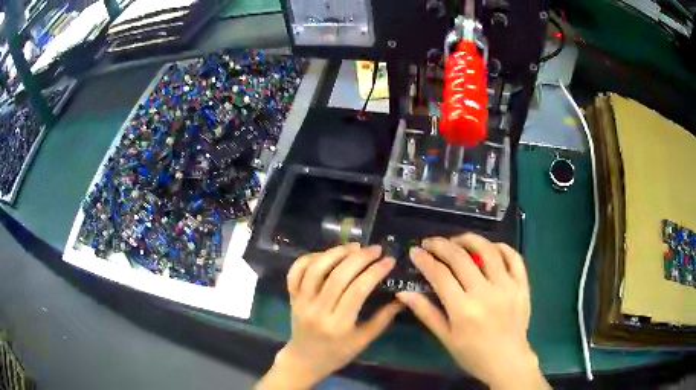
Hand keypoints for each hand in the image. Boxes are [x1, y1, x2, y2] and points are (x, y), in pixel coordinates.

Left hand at [257, 244, 401, 389]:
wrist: (304, 360)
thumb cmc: (337, 354)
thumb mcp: (363, 341)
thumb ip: (383, 319)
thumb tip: (403, 298)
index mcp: (338, 325)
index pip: (357, 291)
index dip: (375, 272)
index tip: (389, 260)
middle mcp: (317, 311)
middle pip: (338, 276)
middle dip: (359, 258)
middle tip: (375, 249)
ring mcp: (301, 302)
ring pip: (315, 269)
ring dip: (336, 253)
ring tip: (354, 246)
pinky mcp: (291, 296)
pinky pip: (296, 271)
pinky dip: (309, 258)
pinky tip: (327, 254)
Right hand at [396, 234, 547, 389]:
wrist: (508, 361)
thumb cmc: (473, 355)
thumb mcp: (446, 338)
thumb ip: (426, 313)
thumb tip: (403, 293)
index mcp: (463, 309)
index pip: (440, 275)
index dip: (425, 260)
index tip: (415, 251)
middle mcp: (486, 293)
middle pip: (461, 257)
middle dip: (441, 245)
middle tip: (431, 242)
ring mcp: (507, 286)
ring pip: (488, 250)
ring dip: (469, 239)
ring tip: (457, 240)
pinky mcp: (522, 285)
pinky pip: (514, 257)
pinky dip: (501, 247)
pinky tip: (490, 248)